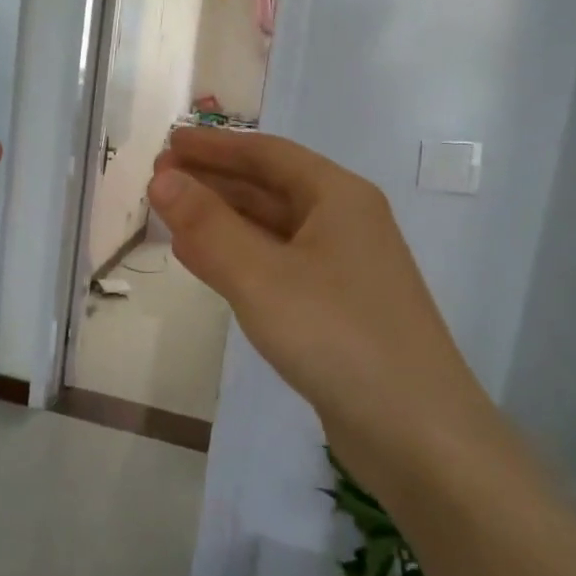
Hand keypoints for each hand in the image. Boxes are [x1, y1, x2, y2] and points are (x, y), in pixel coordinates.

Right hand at [148, 129, 489, 452]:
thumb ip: (207, 225)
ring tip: (171, 213)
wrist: (416, 431)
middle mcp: (344, 223)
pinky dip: (236, 256)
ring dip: (221, 218)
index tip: (169, 143)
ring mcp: (342, 268)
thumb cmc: (337, 336)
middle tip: (159, 178)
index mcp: (338, 197)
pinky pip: (275, 265)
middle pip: (269, 187)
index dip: (215, 145)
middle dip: (213, 180)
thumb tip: (162, 179)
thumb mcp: (261, 275)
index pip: (267, 154)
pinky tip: (203, 261)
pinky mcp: (334, 308)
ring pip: (270, 228)